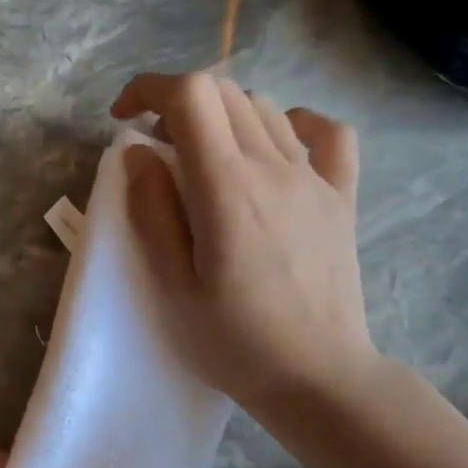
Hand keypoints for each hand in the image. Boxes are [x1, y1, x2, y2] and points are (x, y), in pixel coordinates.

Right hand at [111, 71, 376, 414]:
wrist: (319, 378)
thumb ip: (152, 210)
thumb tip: (140, 153)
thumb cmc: (234, 340)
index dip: (149, 88)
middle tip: (156, 145)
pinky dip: (294, 123)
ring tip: (202, 155)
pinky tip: (275, 147)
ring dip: (221, 114)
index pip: (191, 95)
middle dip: (177, 102)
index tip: (124, 118)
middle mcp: (275, 167)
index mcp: (227, 188)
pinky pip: (327, 134)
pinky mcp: (342, 197)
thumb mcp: (172, 283)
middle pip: (224, 91)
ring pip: (264, 107)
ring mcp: (315, 179)